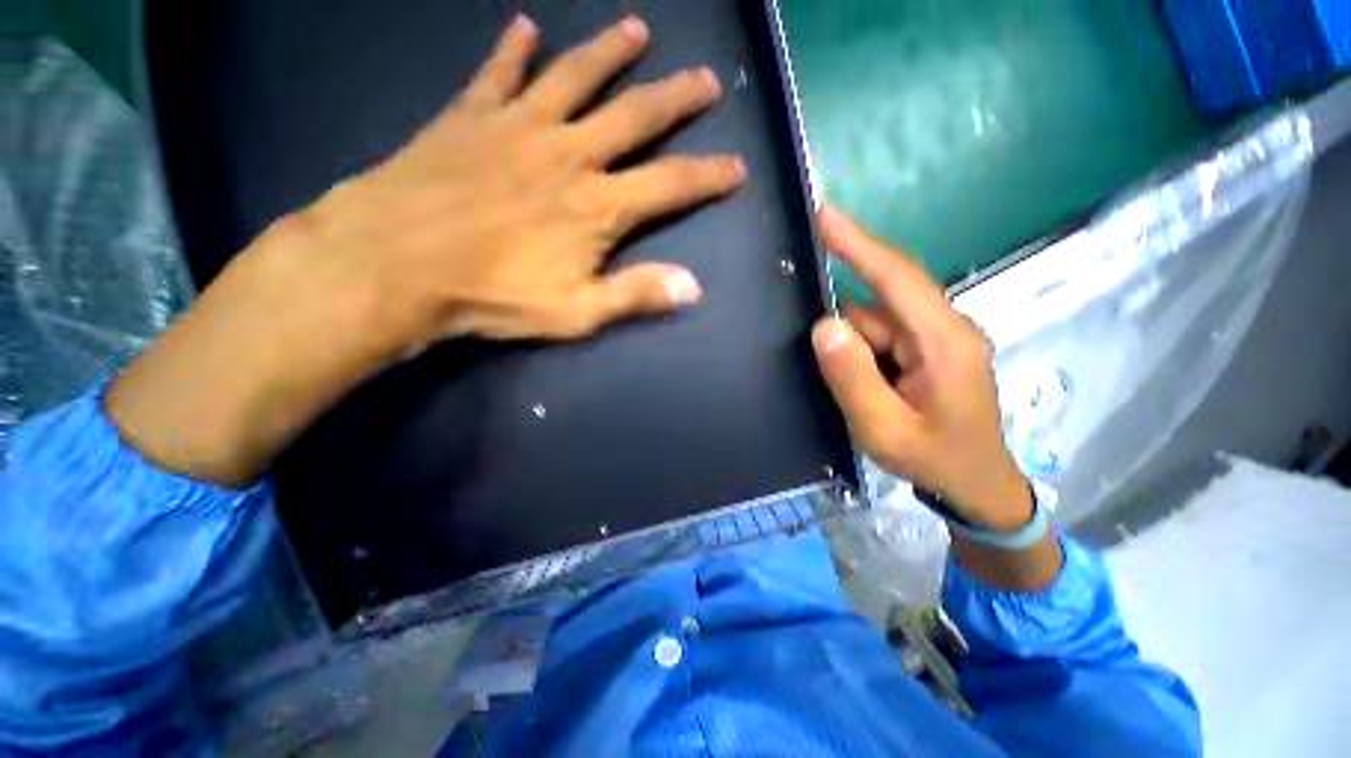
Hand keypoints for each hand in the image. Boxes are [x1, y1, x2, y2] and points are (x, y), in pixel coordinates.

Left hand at [107, 16, 743, 484]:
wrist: (396, 266)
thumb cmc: (493, 296)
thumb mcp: (576, 312)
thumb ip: (636, 295)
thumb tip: (693, 287)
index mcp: (598, 206)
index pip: (672, 185)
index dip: (710, 177)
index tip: (737, 167)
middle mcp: (569, 154)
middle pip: (636, 116)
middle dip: (677, 100)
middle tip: (706, 81)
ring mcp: (518, 127)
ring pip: (575, 77)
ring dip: (610, 53)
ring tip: (638, 31)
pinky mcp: (470, 117)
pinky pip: (496, 73)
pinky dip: (512, 49)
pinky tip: (524, 26)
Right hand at [810, 206, 1059, 587]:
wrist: (976, 486)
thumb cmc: (935, 459)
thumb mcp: (884, 429)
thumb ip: (853, 377)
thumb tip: (824, 325)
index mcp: (944, 341)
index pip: (897, 278)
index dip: (859, 244)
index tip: (825, 213)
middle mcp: (944, 328)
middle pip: (877, 308)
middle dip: (850, 341)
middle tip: (846, 384)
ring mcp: (937, 338)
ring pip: (874, 325)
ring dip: (856, 356)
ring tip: (868, 400)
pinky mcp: (928, 349)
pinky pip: (882, 337)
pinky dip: (864, 357)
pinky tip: (871, 390)